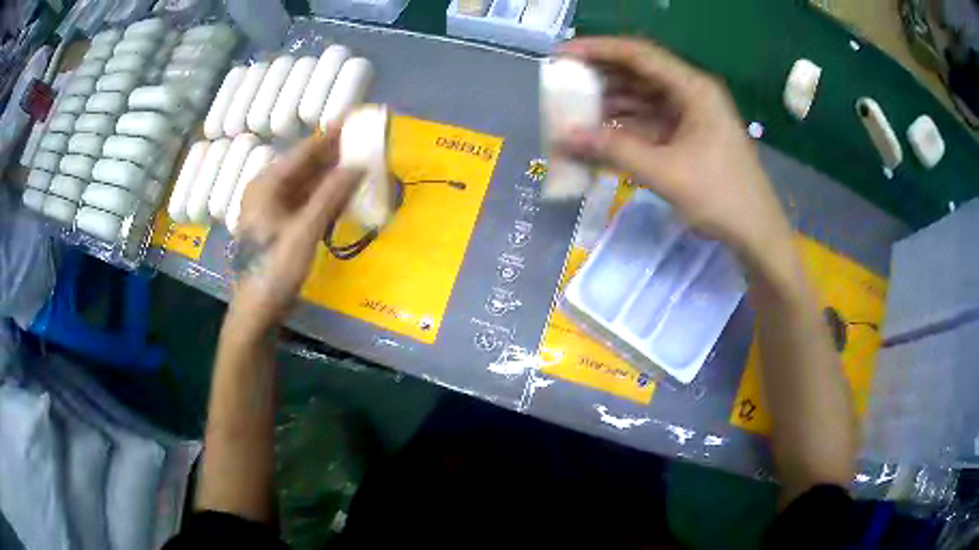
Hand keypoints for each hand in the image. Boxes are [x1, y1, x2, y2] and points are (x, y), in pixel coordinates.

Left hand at [230, 129, 361, 330]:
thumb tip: (359, 164)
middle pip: (304, 166)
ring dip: (331, 176)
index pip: (303, 152)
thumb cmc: (274, 270)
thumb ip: (331, 195)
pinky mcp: (280, 227)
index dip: (330, 136)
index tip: (354, 120)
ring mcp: (273, 210)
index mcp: (266, 185)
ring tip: (360, 162)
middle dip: (333, 155)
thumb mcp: (304, 231)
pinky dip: (325, 197)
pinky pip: (306, 203)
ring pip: (306, 185)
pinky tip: (344, 194)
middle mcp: (267, 191)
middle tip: (363, 141)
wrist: (257, 313)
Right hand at [558, 37, 792, 264]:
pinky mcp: (687, 137)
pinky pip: (649, 123)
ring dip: (609, 104)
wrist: (756, 233)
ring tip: (572, 111)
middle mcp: (691, 94)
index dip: (597, 50)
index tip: (561, 55)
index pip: (639, 55)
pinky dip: (624, 128)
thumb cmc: (721, 198)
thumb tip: (564, 138)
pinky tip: (598, 135)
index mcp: (693, 89)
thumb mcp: (666, 172)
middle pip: (638, 73)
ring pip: (641, 99)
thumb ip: (614, 151)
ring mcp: (690, 116)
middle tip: (561, 84)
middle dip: (599, 77)